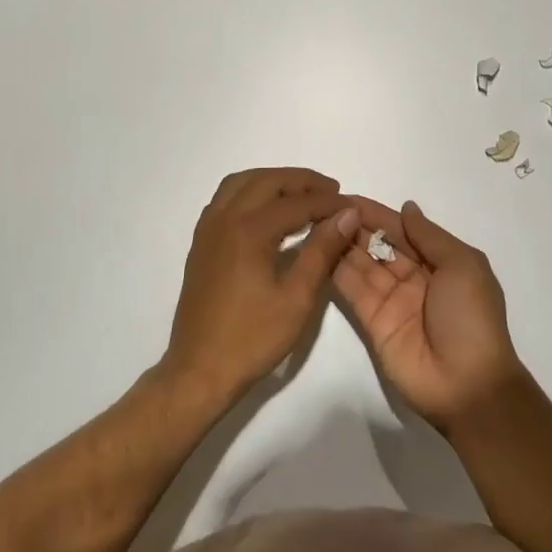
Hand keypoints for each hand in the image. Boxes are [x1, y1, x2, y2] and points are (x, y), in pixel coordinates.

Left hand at [163, 168, 359, 405]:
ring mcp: (208, 229)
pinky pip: (226, 198)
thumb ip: (322, 250)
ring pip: (242, 183)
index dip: (328, 202)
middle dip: (302, 181)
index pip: (297, 203)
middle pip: (267, 181)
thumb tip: (346, 213)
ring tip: (302, 195)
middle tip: (332, 192)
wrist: (199, 371)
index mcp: (248, 230)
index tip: (352, 206)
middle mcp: (224, 218)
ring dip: (273, 181)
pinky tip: (267, 210)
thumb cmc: (252, 338)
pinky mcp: (201, 242)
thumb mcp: (297, 297)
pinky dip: (251, 192)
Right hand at [332, 199, 525, 430]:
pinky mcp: (372, 323)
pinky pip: (353, 291)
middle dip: (355, 226)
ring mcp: (392, 301)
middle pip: (379, 245)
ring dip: (342, 244)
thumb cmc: (471, 318)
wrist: (467, 385)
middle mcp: (414, 278)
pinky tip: (317, 250)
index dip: (377, 213)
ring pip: (362, 264)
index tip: (346, 196)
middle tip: (323, 207)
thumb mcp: (463, 266)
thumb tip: (407, 208)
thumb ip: (431, 236)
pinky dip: (336, 271)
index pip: (402, 230)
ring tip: (315, 222)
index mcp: (440, 263)